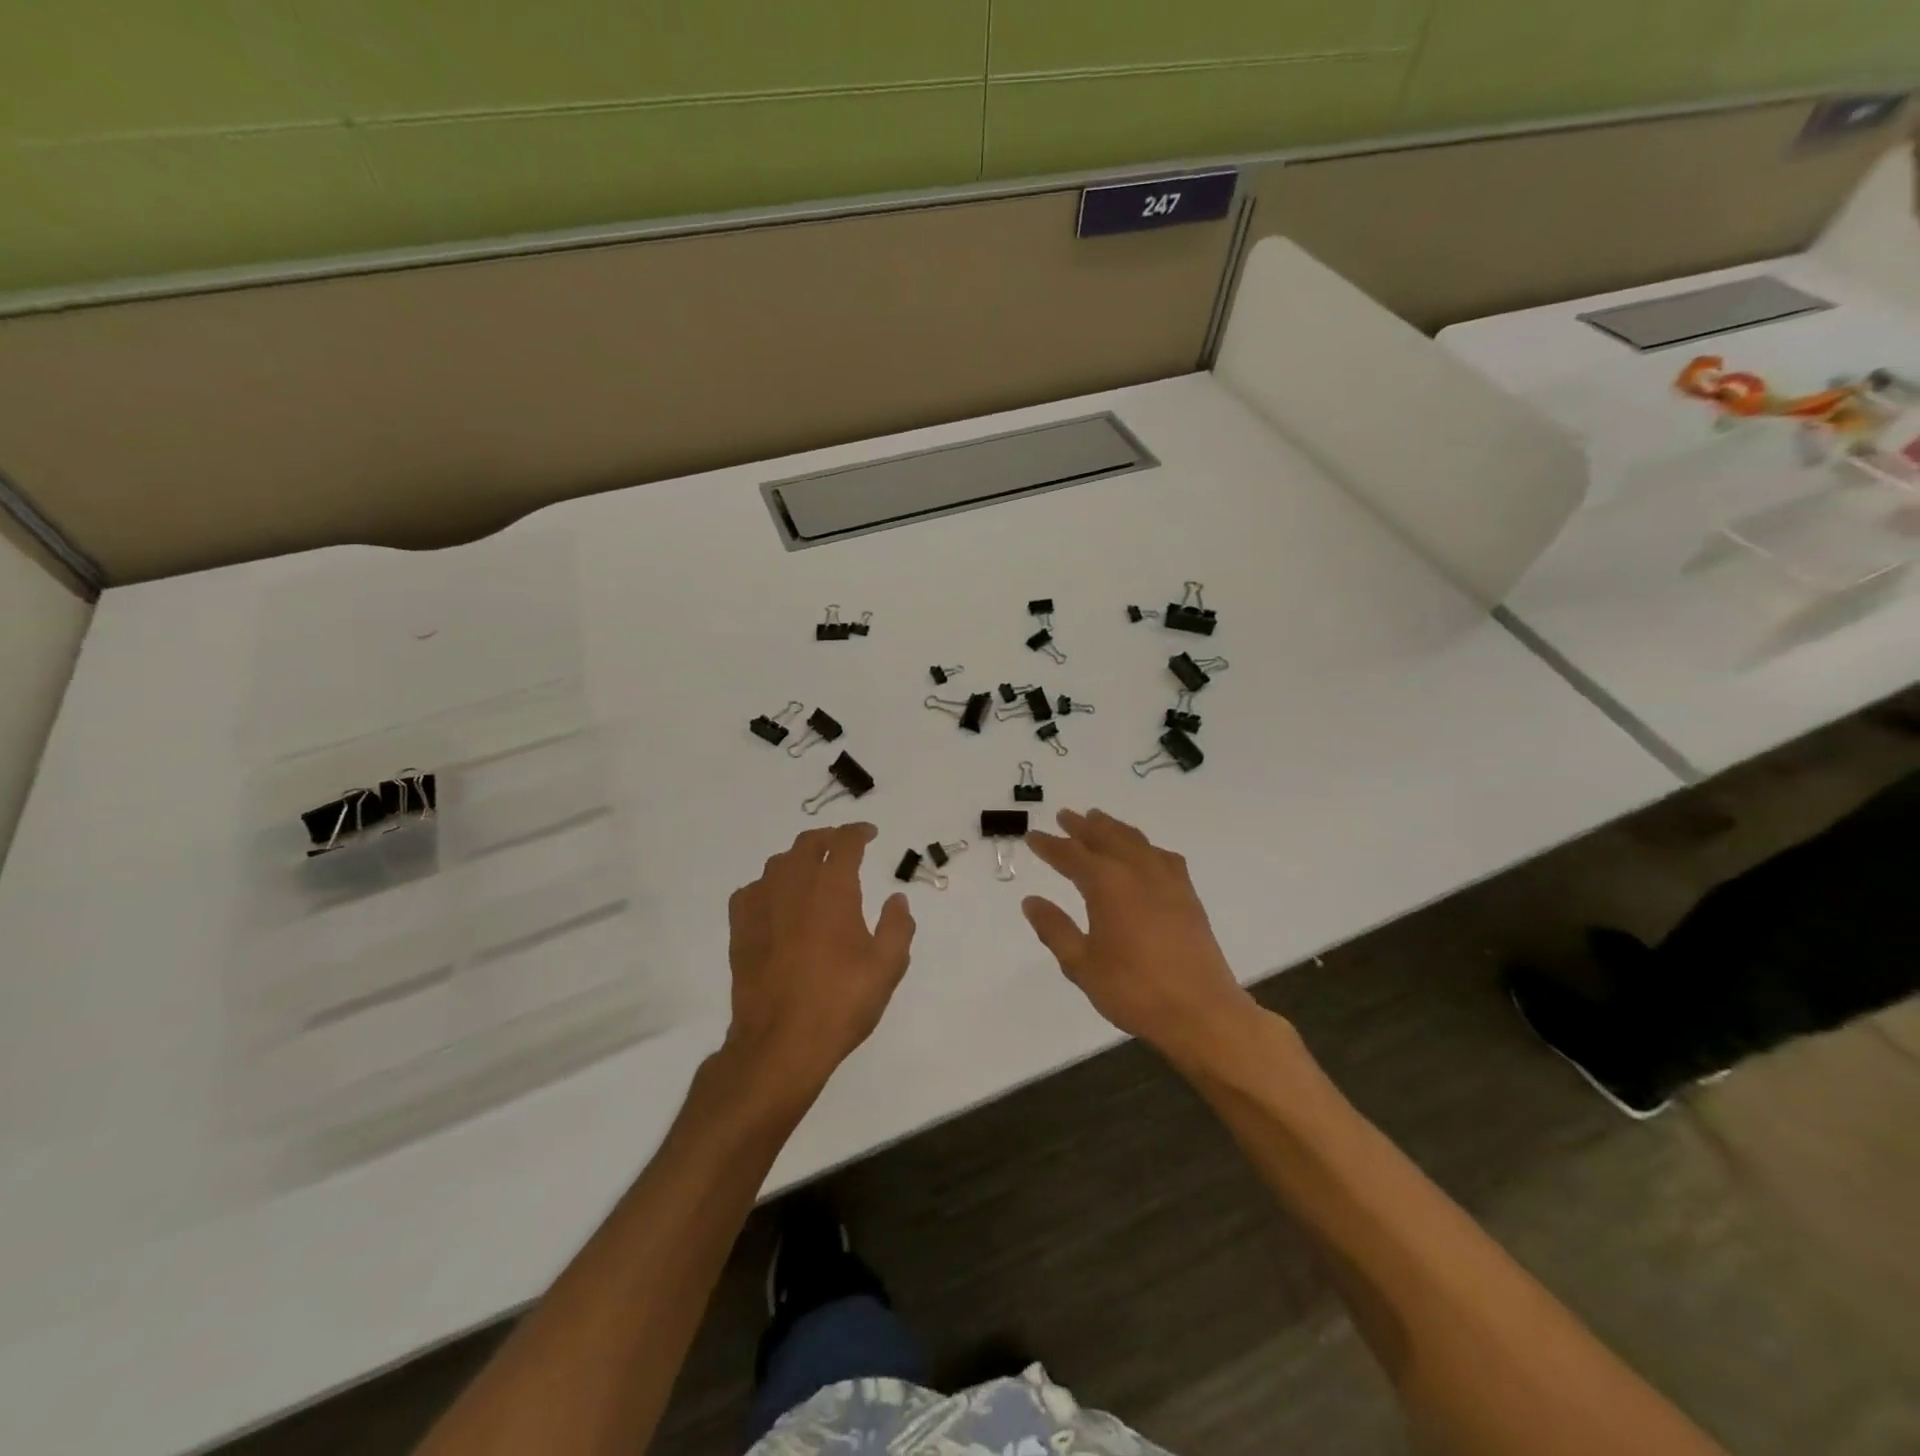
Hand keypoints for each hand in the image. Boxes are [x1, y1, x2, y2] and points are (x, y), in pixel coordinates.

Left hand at [724, 824, 916, 1094]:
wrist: (780, 1043)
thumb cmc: (840, 1002)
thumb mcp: (887, 967)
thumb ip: (898, 926)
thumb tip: (897, 899)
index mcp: (833, 889)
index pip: (845, 842)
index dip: (859, 832)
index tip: (870, 834)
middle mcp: (794, 886)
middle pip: (807, 844)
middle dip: (828, 838)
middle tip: (843, 846)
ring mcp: (761, 905)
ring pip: (778, 863)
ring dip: (798, 858)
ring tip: (812, 870)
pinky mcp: (740, 928)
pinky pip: (752, 890)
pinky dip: (768, 885)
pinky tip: (776, 901)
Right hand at [1024, 809, 1256, 1062]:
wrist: (1200, 1011)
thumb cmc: (1134, 990)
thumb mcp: (1081, 964)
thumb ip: (1055, 928)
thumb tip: (1031, 901)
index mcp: (1106, 884)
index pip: (1070, 855)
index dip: (1049, 845)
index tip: (1032, 836)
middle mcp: (1136, 871)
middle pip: (1105, 837)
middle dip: (1082, 826)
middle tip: (1064, 816)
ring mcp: (1166, 879)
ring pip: (1134, 840)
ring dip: (1112, 828)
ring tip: (1098, 819)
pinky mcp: (1187, 894)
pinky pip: (1162, 855)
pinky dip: (1144, 846)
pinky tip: (1143, 853)